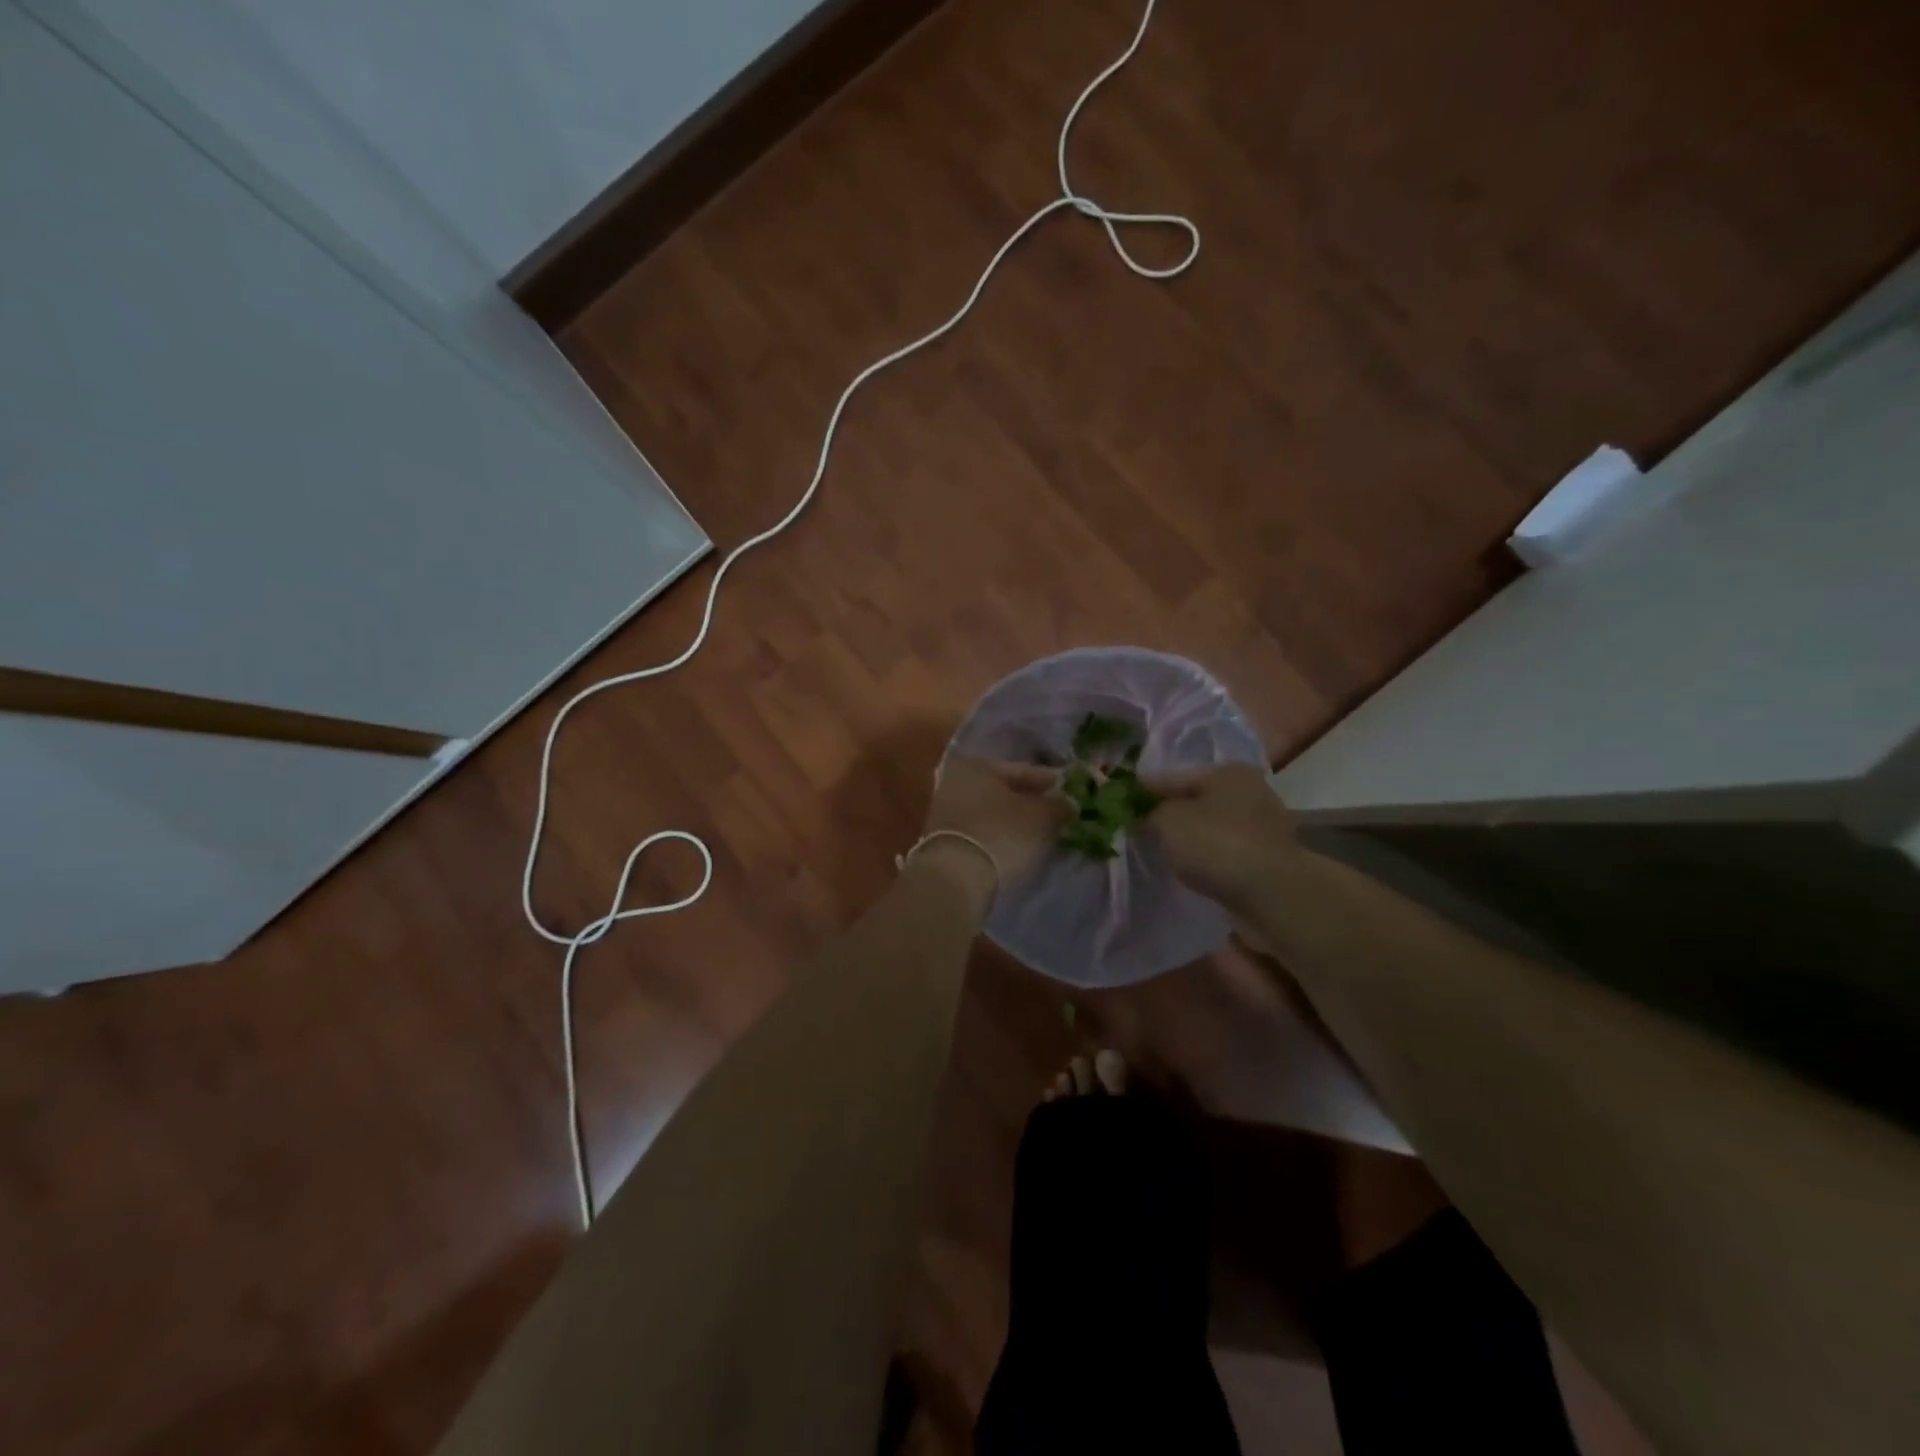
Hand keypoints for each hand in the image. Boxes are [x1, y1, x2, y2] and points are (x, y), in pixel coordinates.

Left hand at [917, 757, 1067, 905]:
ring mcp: (944, 815)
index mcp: (975, 766)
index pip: (1021, 770)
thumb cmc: (1002, 834)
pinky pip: (981, 834)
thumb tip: (1066, 804)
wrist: (956, 880)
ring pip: (991, 814)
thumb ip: (1058, 806)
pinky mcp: (943, 844)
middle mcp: (954, 784)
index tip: (1067, 791)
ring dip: (1014, 823)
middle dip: (1028, 803)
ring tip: (1040, 835)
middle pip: (1003, 793)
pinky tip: (1017, 850)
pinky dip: (999, 838)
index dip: (1048, 781)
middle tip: (1056, 814)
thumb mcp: (1041, 817)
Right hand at [1141, 762, 1296, 911]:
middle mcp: (1250, 791)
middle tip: (1136, 828)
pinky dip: (1206, 856)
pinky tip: (1189, 867)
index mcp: (1227, 772)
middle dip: (1167, 813)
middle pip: (1194, 800)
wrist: (1271, 894)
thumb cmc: (1216, 844)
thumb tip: (1143, 815)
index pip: (1171, 776)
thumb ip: (1149, 812)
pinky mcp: (1266, 857)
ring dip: (1188, 836)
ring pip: (1210, 826)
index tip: (1117, 802)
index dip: (1142, 790)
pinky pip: (1224, 850)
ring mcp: (1263, 825)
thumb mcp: (1168, 820)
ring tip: (1159, 850)